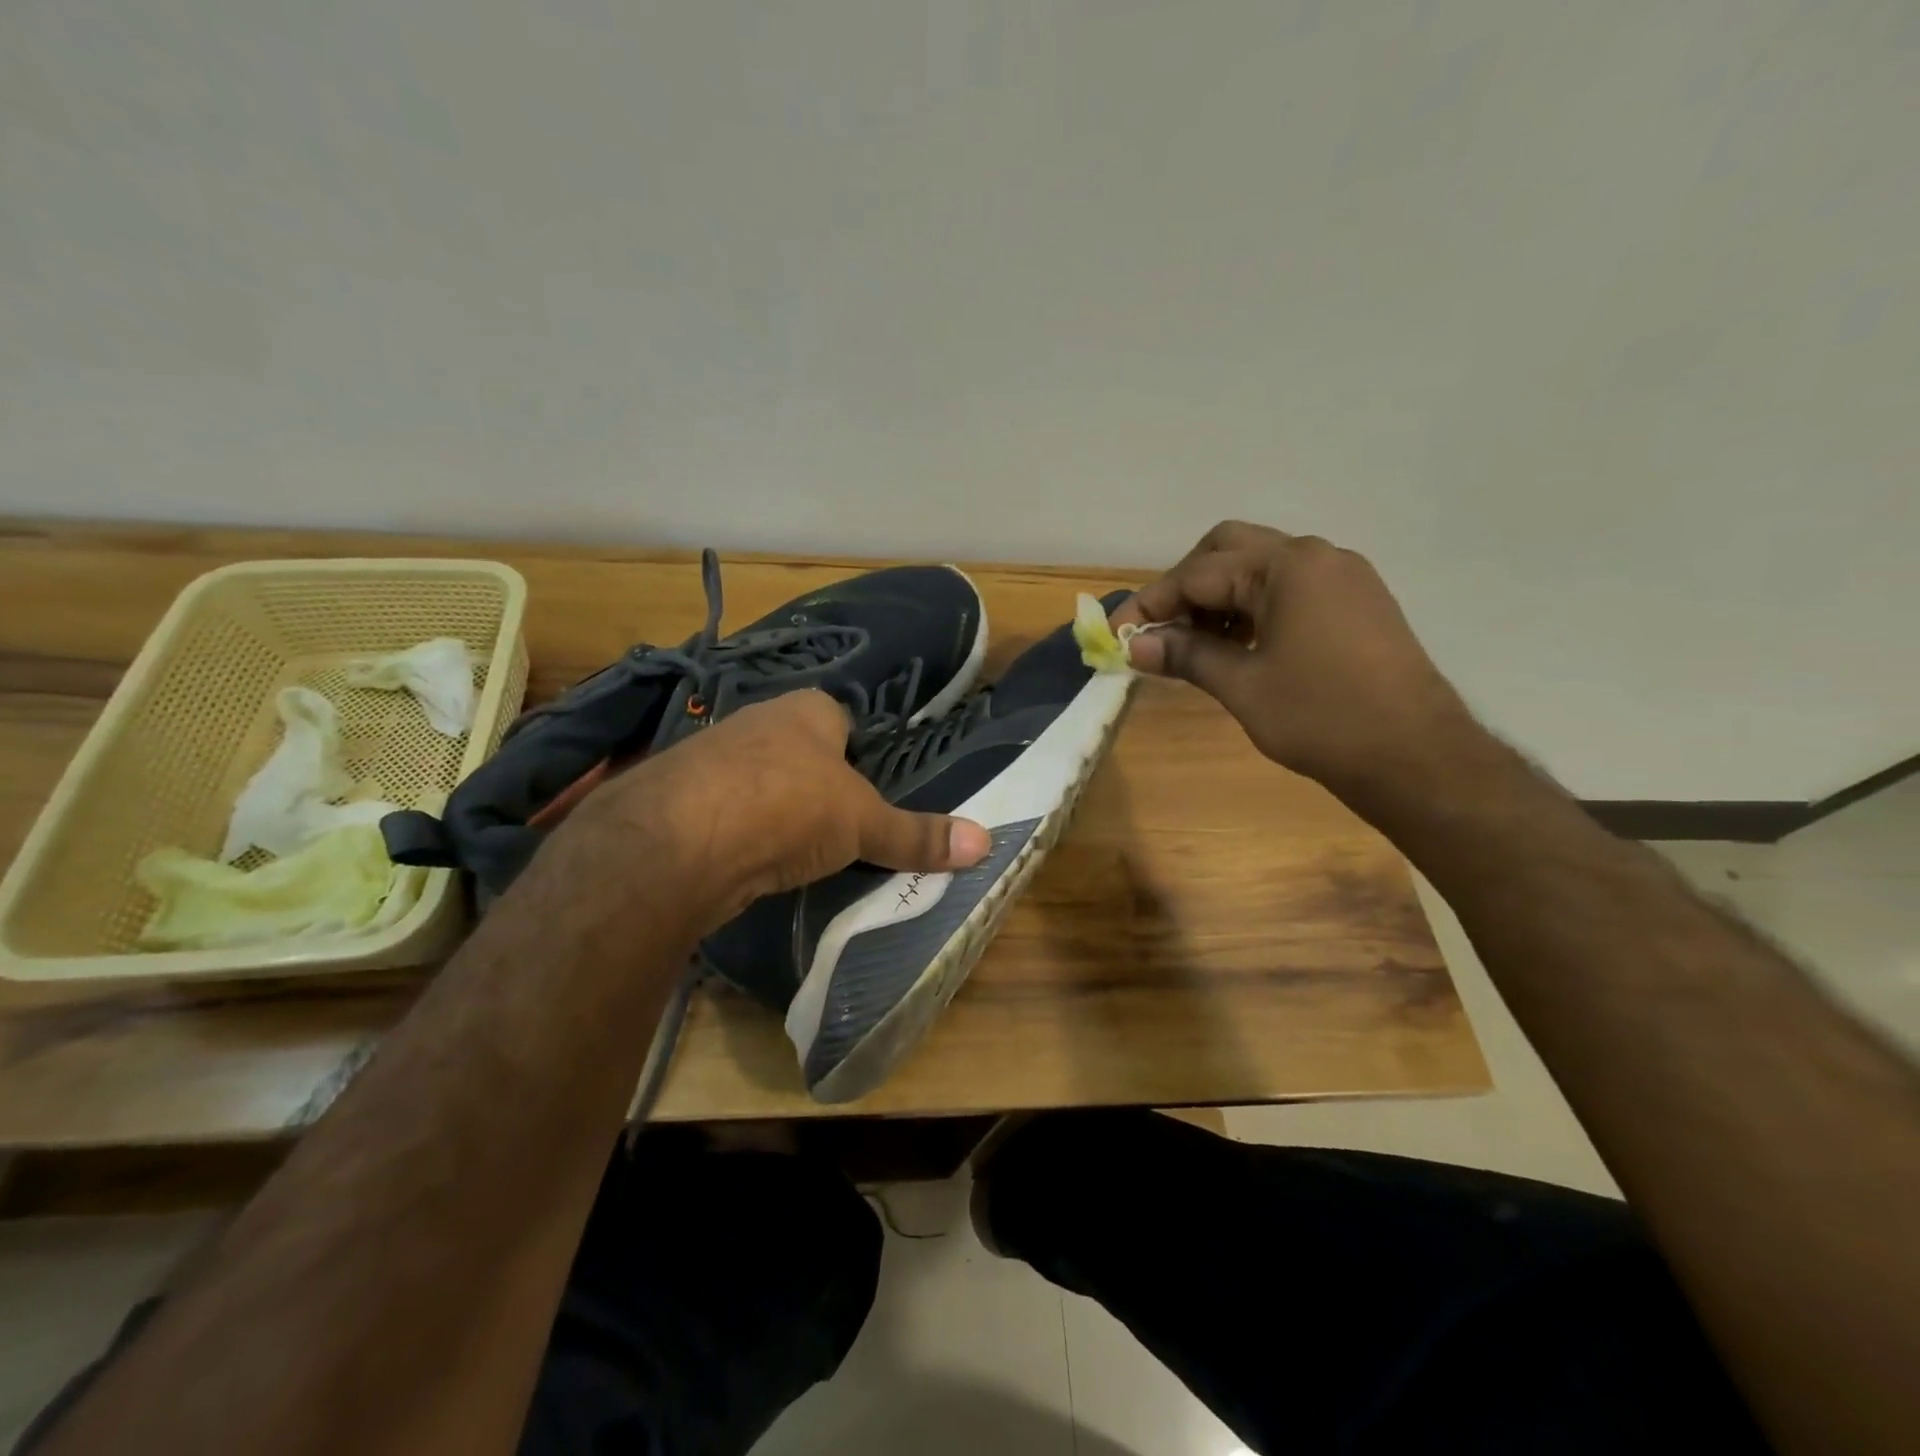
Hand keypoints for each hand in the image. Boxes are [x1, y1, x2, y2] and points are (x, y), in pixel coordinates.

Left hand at [562, 690, 990, 929]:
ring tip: (796, 851)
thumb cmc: (790, 805)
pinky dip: (737, 835)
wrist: (680, 839)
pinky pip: (722, 813)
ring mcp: (710, 759)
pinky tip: (748, 864)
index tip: (866, 788)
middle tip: (839, 825)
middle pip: (795, 749)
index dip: (854, 749)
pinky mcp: (677, 801)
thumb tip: (986, 842)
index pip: (838, 717)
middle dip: (813, 782)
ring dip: (771, 810)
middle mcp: (756, 722)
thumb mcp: (862, 824)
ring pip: (755, 781)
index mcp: (806, 710)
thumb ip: (916, 835)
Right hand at [1111, 521, 1476, 793]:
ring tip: (1195, 643)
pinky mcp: (1358, 601)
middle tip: (1161, 629)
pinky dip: (1254, 606)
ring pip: (1260, 567)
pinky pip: (1290, 587)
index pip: (1198, 573)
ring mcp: (1343, 576)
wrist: (1416, 755)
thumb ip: (1185, 654)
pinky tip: (1240, 644)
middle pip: (1228, 550)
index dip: (1151, 604)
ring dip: (1220, 596)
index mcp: (1287, 566)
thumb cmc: (1320, 717)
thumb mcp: (1241, 685)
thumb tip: (1134, 646)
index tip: (1116, 634)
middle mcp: (1316, 555)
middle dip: (1186, 585)